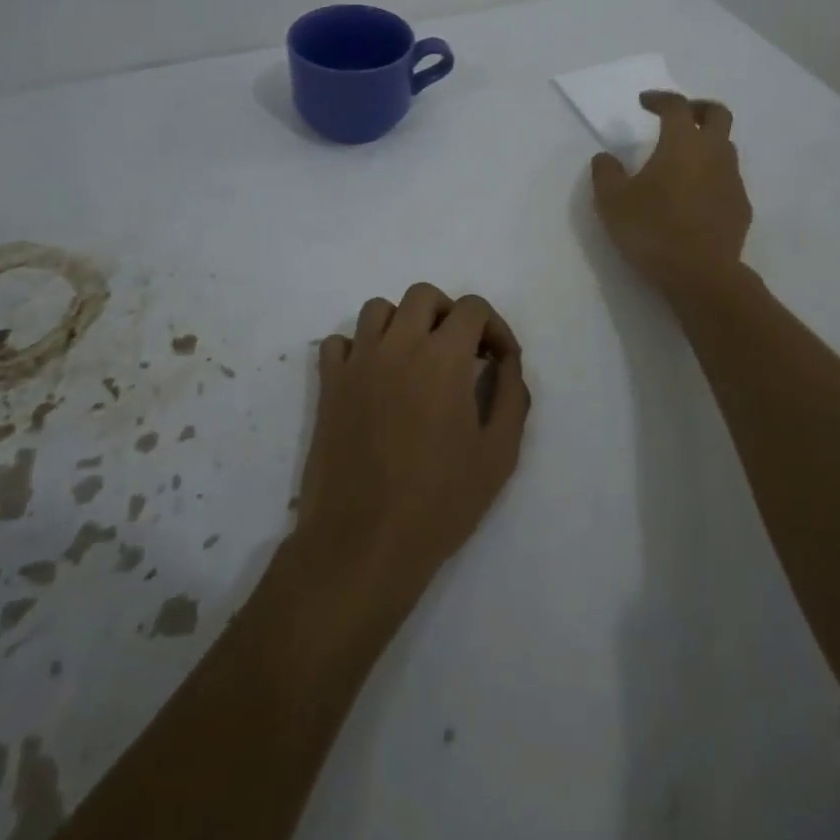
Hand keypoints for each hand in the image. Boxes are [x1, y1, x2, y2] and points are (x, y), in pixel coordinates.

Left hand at [294, 285, 530, 605]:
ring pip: (379, 309)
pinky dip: (359, 347)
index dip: (494, 327)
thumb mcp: (498, 455)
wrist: (364, 543)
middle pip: (424, 296)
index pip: (472, 308)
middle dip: (450, 315)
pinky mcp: (329, 386)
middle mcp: (398, 346)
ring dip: (404, 323)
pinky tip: (374, 378)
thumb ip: (510, 398)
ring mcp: (358, 363)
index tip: (499, 361)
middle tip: (461, 354)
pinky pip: (339, 342)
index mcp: (443, 358)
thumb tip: (507, 364)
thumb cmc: (439, 502)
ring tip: (416, 360)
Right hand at [591, 91, 751, 295]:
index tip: (644, 103)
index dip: (660, 99)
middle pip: (717, 114)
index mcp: (682, 143)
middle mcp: (714, 153)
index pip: (676, 106)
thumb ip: (606, 173)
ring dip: (706, 143)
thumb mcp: (612, 202)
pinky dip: (712, 175)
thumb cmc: (652, 230)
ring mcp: (733, 180)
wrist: (700, 274)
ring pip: (726, 147)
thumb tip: (605, 157)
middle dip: (698, 108)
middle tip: (678, 116)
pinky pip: (728, 178)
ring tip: (683, 160)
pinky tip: (694, 196)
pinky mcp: (741, 206)